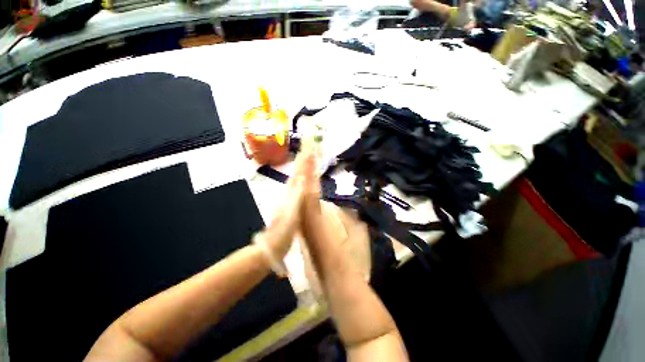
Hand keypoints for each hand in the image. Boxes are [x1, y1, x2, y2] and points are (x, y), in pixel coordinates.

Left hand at [263, 147, 316, 258]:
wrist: (272, 246)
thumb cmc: (283, 230)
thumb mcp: (292, 212)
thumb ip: (297, 195)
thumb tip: (303, 177)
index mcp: (291, 193)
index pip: (299, 173)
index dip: (304, 161)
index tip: (308, 149)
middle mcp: (289, 193)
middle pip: (298, 173)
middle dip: (304, 162)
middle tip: (310, 150)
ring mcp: (289, 199)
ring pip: (297, 180)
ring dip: (303, 169)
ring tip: (308, 160)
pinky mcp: (291, 206)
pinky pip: (298, 189)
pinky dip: (302, 181)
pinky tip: (303, 182)